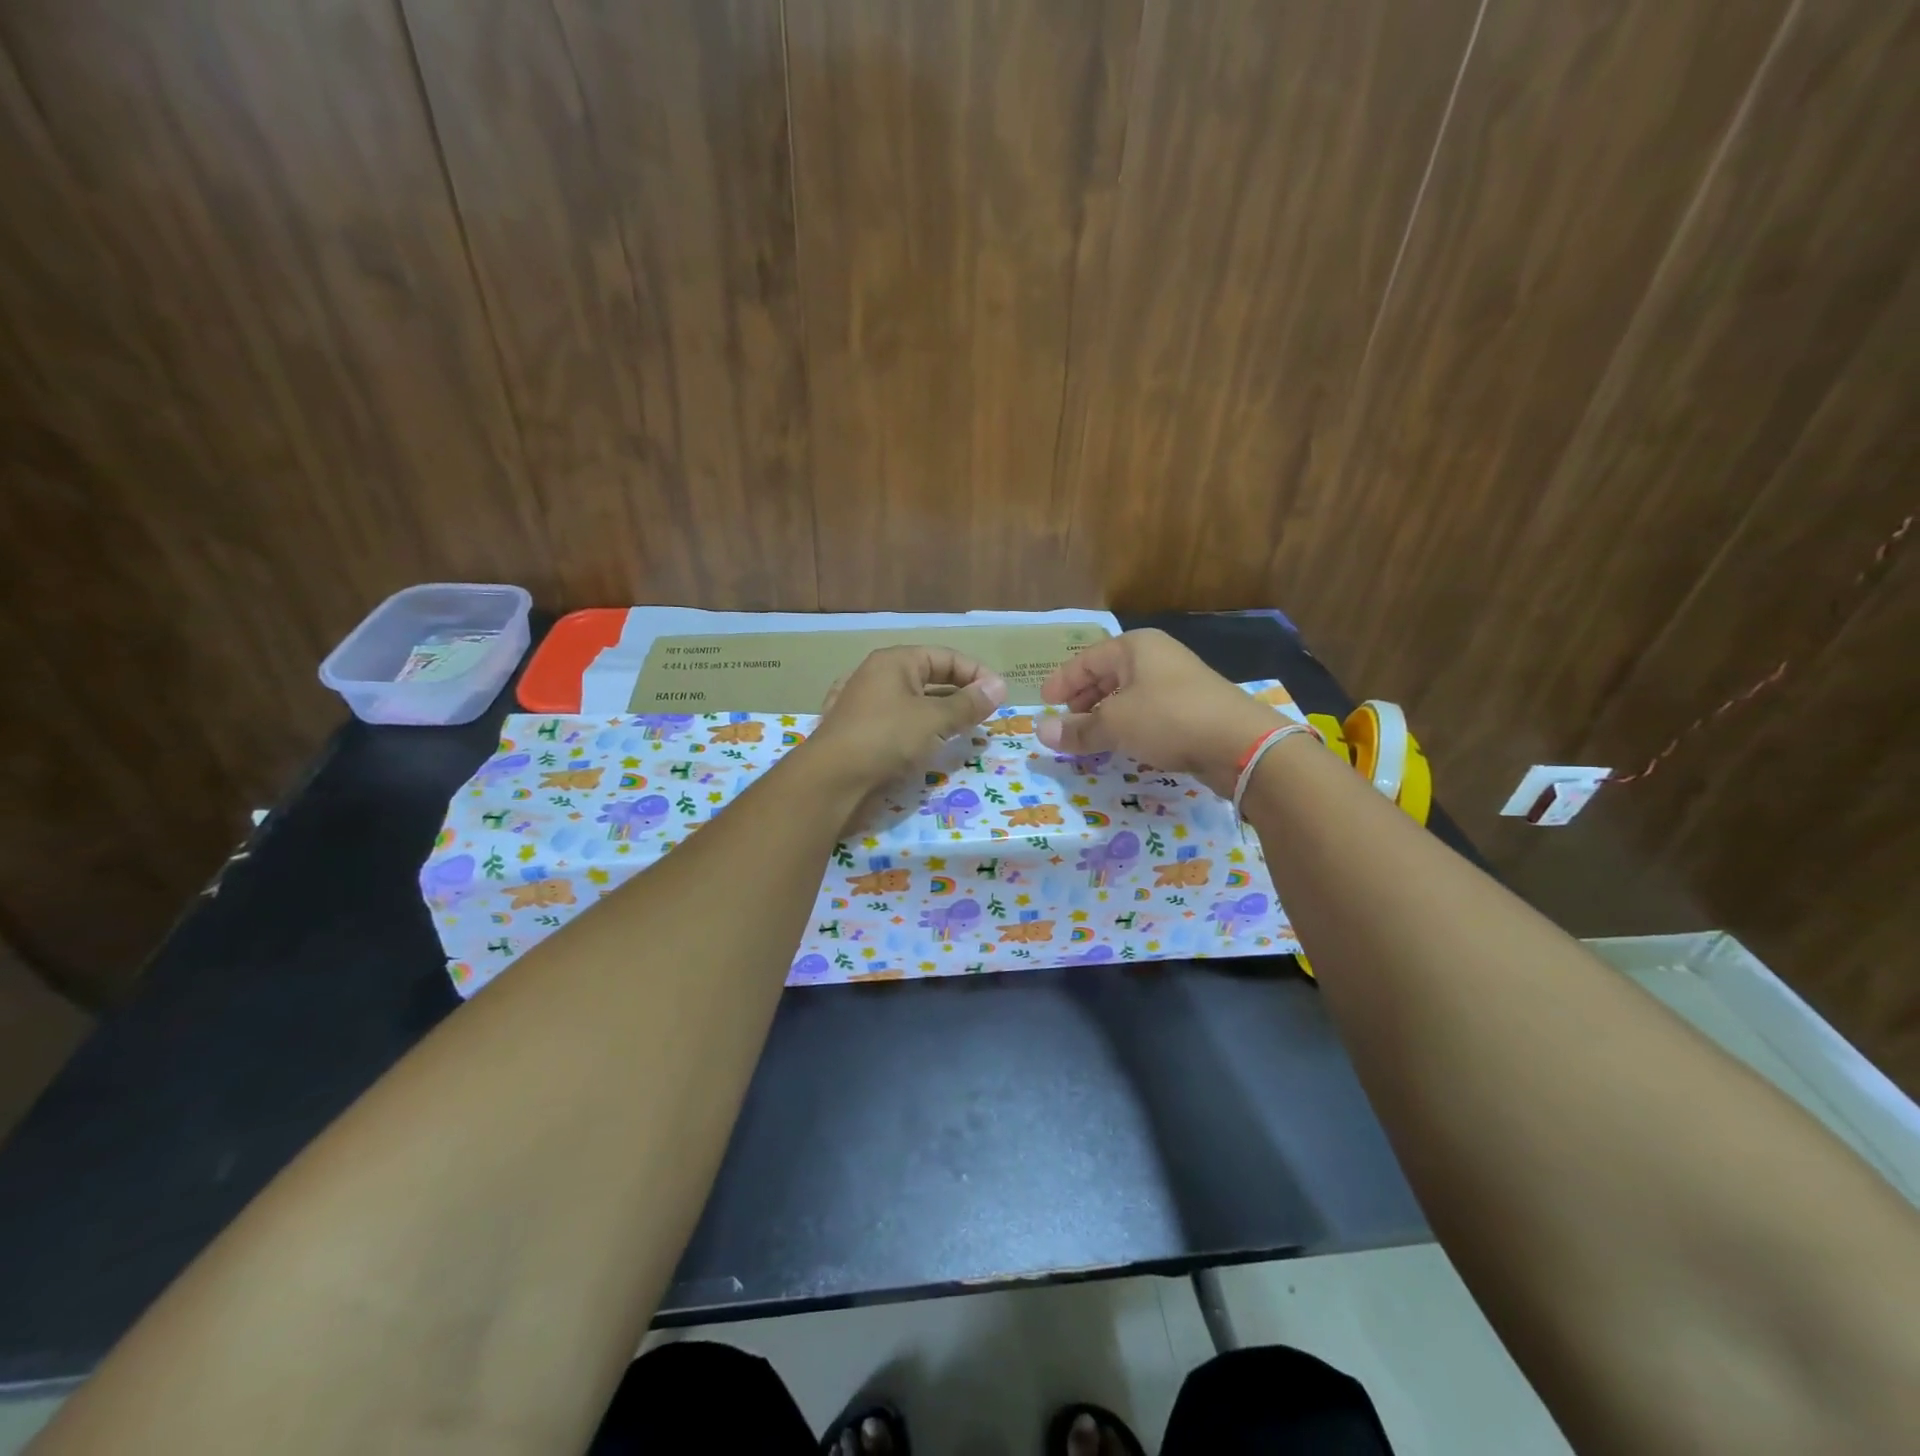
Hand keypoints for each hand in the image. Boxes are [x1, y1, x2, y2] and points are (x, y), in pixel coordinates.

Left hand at [805, 646, 1007, 795]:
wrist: (831, 780)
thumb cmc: (886, 738)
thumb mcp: (934, 719)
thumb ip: (968, 704)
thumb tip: (1000, 687)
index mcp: (894, 661)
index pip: (946, 656)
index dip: (976, 673)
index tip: (999, 696)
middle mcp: (877, 676)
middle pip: (929, 677)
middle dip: (960, 695)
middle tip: (985, 716)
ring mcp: (864, 704)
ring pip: (913, 702)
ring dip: (940, 714)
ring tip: (963, 732)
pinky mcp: (858, 732)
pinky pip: (897, 723)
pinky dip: (917, 730)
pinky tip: (928, 745)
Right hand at [1038, 629, 1282, 796]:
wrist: (1239, 743)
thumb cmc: (1168, 718)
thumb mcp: (1115, 724)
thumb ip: (1077, 729)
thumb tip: (1040, 731)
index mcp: (1135, 648)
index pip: (1086, 660)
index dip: (1063, 681)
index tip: (1044, 702)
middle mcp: (1157, 657)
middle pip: (1108, 675)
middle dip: (1084, 699)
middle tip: (1065, 721)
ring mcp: (1178, 682)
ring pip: (1129, 695)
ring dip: (1106, 715)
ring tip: (1089, 736)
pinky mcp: (1192, 708)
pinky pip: (1149, 712)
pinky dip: (1130, 725)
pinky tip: (1123, 744)